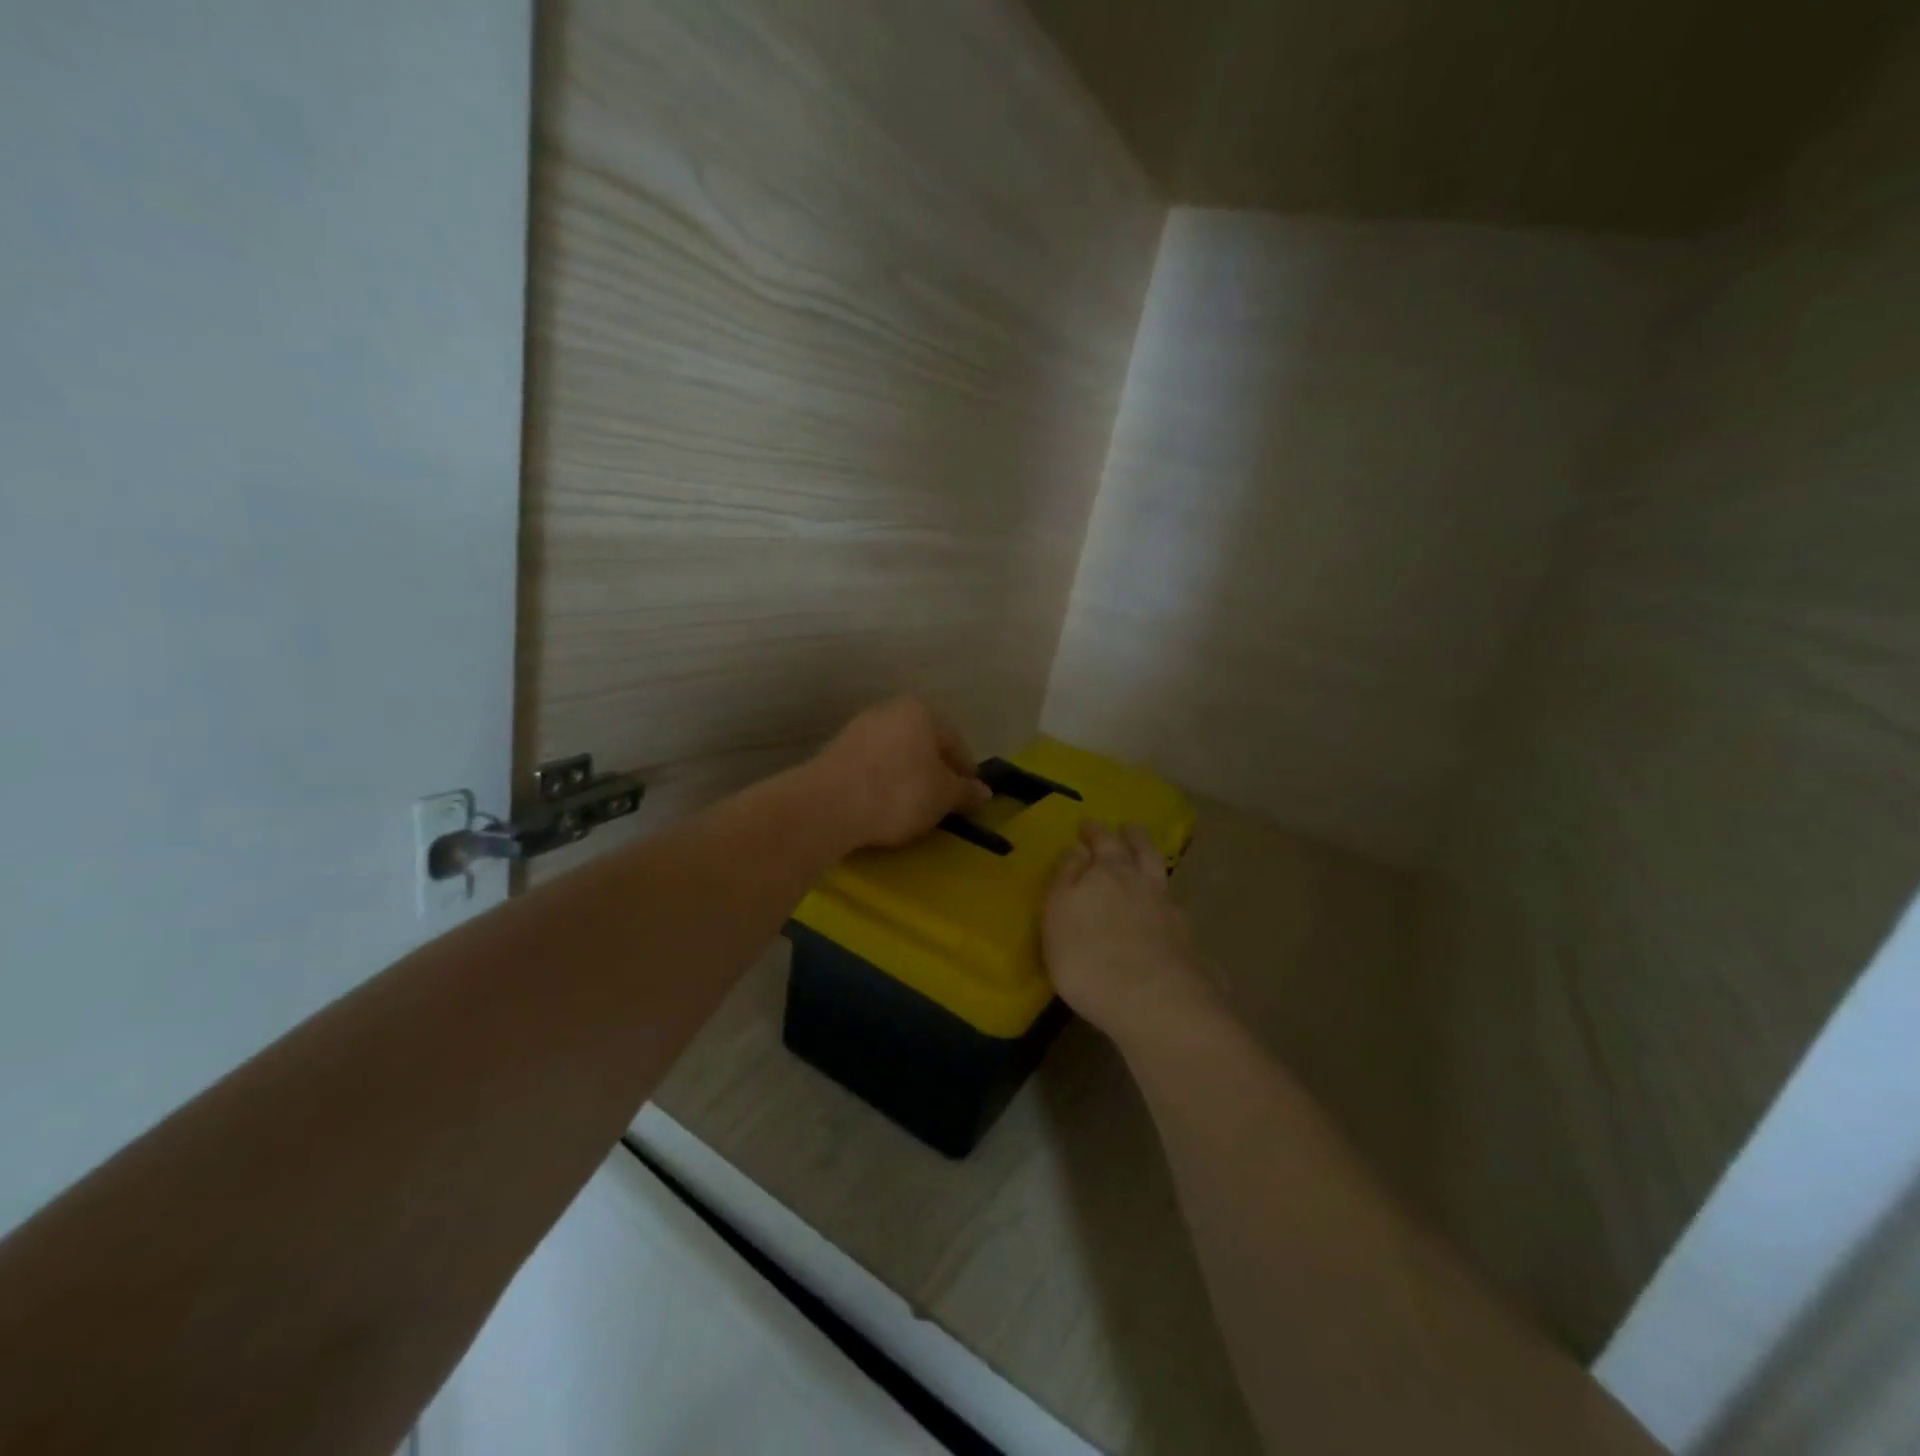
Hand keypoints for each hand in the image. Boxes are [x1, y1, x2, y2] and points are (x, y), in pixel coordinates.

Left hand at [811, 697, 990, 848]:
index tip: (968, 801)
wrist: (827, 805)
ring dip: (907, 779)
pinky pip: (871, 767)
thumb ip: (966, 792)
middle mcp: (889, 710)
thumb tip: (984, 792)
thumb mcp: (943, 796)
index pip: (956, 742)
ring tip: (911, 810)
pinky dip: (882, 784)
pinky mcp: (835, 751)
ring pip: (897, 755)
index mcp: (922, 710)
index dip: (966, 773)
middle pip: (924, 745)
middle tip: (942, 805)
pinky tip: (882, 806)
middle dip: (935, 773)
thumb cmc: (899, 792)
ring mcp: (858, 729)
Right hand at [1044, 820, 1216, 1045]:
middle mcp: (1142, 882)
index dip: (1093, 832)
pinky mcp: (1187, 941)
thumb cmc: (1088, 955)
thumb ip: (1066, 878)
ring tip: (1147, 859)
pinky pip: (1176, 909)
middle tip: (1127, 828)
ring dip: (1153, 862)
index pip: (1101, 840)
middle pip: (1140, 850)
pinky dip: (1169, 902)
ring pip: (1162, 875)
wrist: (1152, 1001)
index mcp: (1108, 870)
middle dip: (1132, 837)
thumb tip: (1077, 848)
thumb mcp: (1058, 912)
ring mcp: (1169, 910)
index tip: (1088, 826)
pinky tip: (1167, 909)